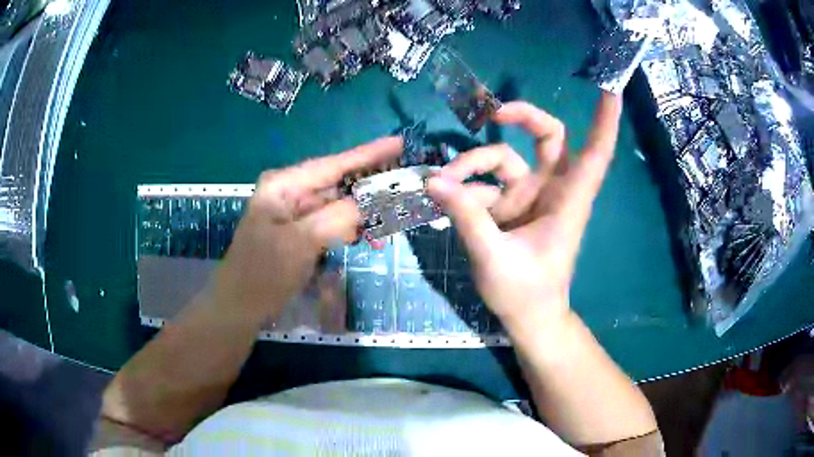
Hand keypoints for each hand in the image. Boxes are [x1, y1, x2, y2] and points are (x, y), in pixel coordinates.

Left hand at [211, 137, 402, 319]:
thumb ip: (340, 217)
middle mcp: (290, 193)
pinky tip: (367, 238)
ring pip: (338, 205)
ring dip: (363, 215)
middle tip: (404, 193)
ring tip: (387, 227)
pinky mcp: (299, 233)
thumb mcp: (301, 242)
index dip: (368, 154)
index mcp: (284, 186)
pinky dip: (350, 230)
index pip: (333, 164)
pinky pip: (332, 224)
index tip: (399, 143)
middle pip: (339, 183)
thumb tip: (375, 199)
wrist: (239, 308)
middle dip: (371, 190)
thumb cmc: (263, 273)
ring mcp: (294, 214)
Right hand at [427, 93, 621, 331]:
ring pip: (503, 158)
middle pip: (548, 136)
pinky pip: (484, 183)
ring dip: (472, 164)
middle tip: (493, 115)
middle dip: (523, 118)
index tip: (609, 90)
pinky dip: (464, 188)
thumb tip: (434, 180)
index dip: (604, 121)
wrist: (528, 318)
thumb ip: (467, 216)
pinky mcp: (509, 205)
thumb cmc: (526, 293)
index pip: (595, 153)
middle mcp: (552, 189)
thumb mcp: (494, 257)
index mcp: (568, 200)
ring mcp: (529, 195)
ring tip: (443, 183)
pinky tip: (443, 198)